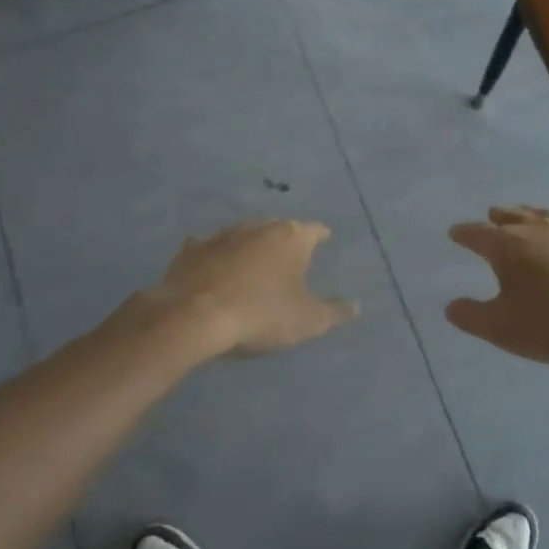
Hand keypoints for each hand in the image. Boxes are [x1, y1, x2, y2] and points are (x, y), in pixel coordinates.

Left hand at [149, 219, 357, 354]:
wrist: (194, 316)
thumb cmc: (261, 314)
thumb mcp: (307, 320)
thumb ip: (334, 311)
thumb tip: (355, 305)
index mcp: (291, 238)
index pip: (314, 230)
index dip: (321, 235)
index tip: (326, 238)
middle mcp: (258, 227)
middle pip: (278, 227)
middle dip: (285, 238)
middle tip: (290, 254)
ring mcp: (222, 235)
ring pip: (244, 234)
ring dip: (250, 245)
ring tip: (254, 260)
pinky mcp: (192, 250)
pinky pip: (210, 247)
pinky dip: (216, 255)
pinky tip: (214, 265)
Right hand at [446, 206, 548, 370]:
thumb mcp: (501, 329)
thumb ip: (471, 316)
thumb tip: (451, 306)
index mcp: (507, 246)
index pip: (476, 233)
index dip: (463, 233)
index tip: (454, 233)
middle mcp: (536, 230)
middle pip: (510, 216)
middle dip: (497, 218)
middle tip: (490, 218)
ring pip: (542, 215)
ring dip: (528, 215)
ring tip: (523, 216)